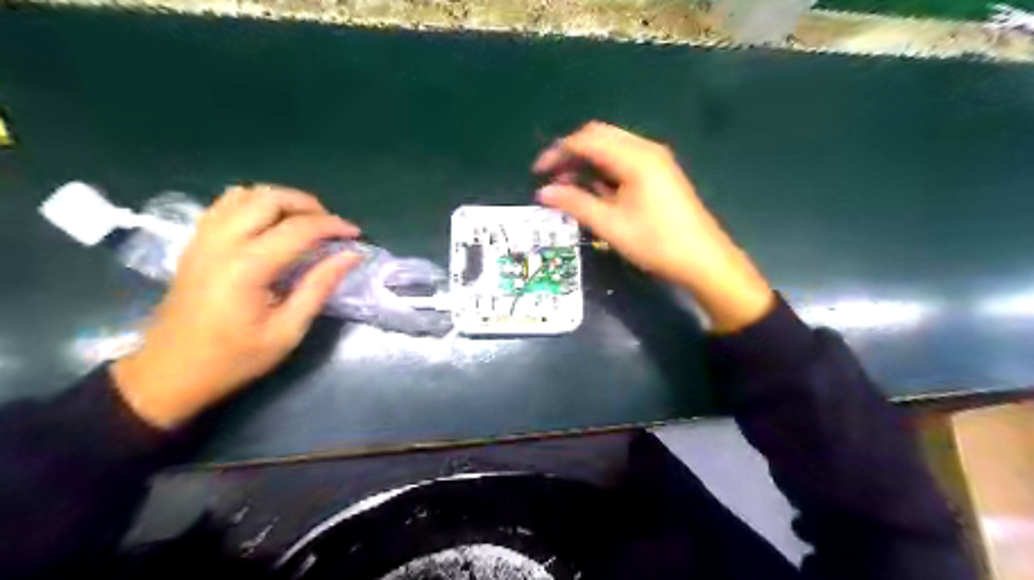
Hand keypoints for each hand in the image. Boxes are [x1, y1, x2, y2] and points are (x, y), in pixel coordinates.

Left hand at [111, 182, 359, 426]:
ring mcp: (203, 239)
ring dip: (281, 200)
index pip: (298, 228)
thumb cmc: (234, 358)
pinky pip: (225, 204)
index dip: (333, 226)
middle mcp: (222, 243)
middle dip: (308, 205)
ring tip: (304, 222)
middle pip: (269, 198)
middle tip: (331, 226)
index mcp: (247, 267)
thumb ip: (319, 287)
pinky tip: (270, 225)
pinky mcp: (195, 243)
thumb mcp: (287, 331)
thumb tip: (351, 256)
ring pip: (245, 194)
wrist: (168, 373)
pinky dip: (255, 204)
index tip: (356, 235)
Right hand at [533, 121, 775, 329]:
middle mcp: (646, 149)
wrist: (703, 260)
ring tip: (566, 187)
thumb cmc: (655, 242)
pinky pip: (623, 160)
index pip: (586, 140)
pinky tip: (593, 190)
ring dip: (586, 161)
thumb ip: (575, 203)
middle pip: (599, 136)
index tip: (537, 173)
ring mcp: (655, 160)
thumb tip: (544, 193)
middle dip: (571, 153)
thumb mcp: (610, 225)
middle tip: (551, 177)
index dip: (558, 152)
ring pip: (611, 148)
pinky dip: (603, 170)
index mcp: (635, 157)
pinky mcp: (659, 173)